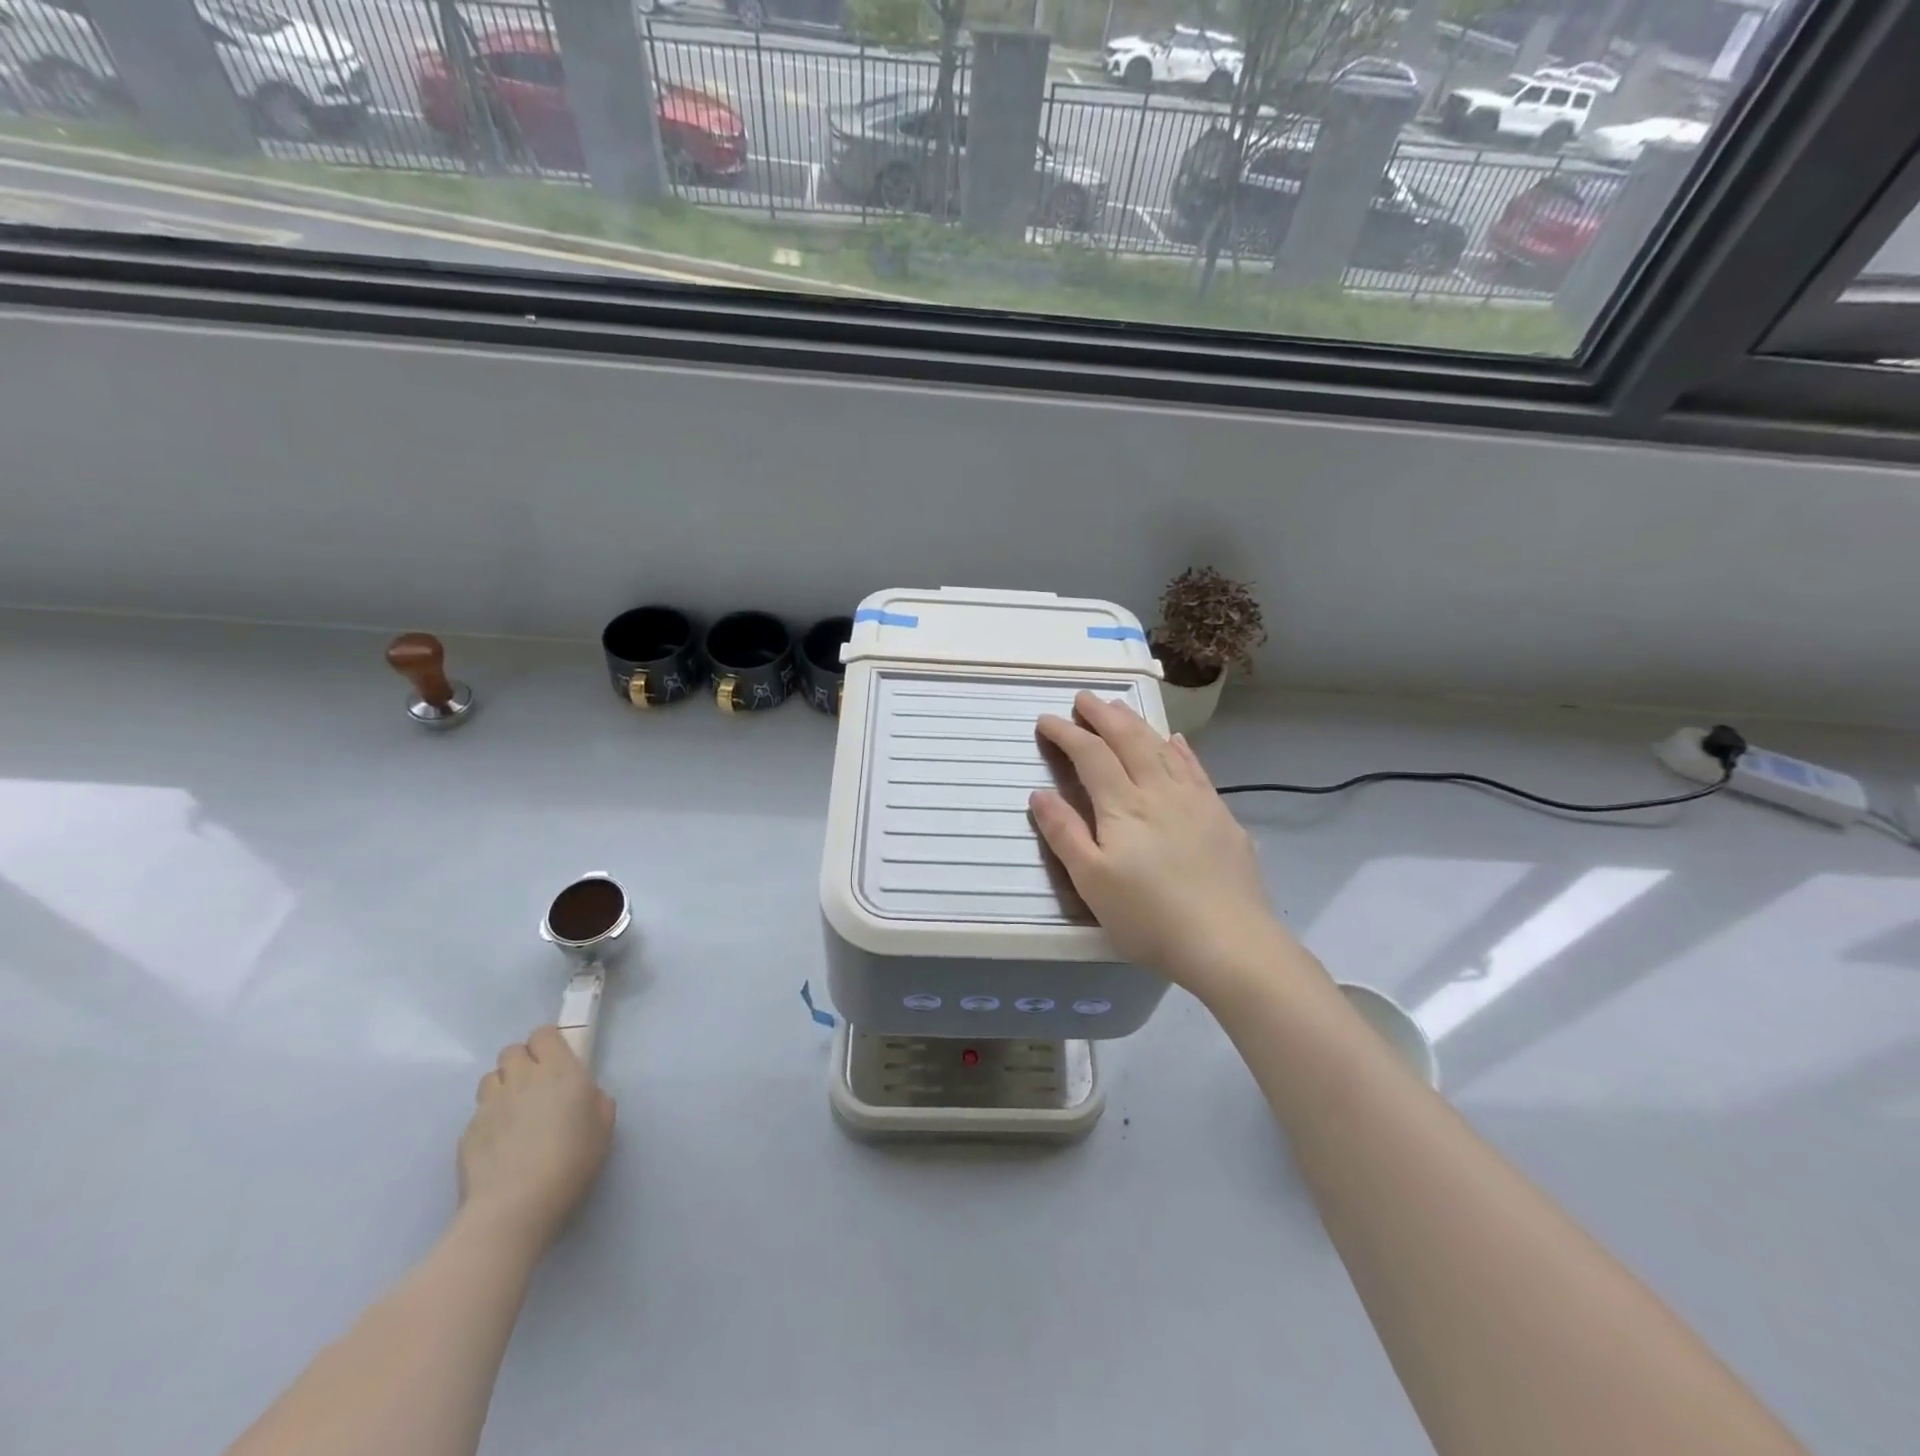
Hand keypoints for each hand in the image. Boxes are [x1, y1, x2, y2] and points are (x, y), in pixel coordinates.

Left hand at [458, 1025, 614, 1251]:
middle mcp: (521, 1079)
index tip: (558, 1061)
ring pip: (490, 1078)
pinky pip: (478, 1113)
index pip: (543, 1034)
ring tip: (514, 1112)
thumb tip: (584, 1095)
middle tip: (536, 1086)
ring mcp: (489, 1105)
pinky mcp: (467, 1133)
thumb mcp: (604, 1126)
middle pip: (511, 1051)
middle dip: (522, 1062)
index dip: (548, 1043)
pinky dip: (489, 1120)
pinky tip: (500, 1145)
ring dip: (503, 1086)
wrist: (514, 1207)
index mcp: (558, 1070)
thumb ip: (595, 1100)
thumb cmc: (570, 1161)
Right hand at [1030, 692, 1306, 999]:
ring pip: (1163, 747)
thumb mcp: (1092, 882)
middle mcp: (1160, 791)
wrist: (1229, 942)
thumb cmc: (1149, 917)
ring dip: (1137, 724)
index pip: (1091, 755)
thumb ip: (1065, 834)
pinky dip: (1180, 748)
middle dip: (1103, 715)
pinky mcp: (1221, 816)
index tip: (1047, 720)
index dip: (1067, 734)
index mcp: (1124, 806)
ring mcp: (1196, 800)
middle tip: (1084, 698)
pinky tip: (1176, 741)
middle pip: (1129, 740)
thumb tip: (1039, 793)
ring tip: (1120, 709)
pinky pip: (1196, 768)